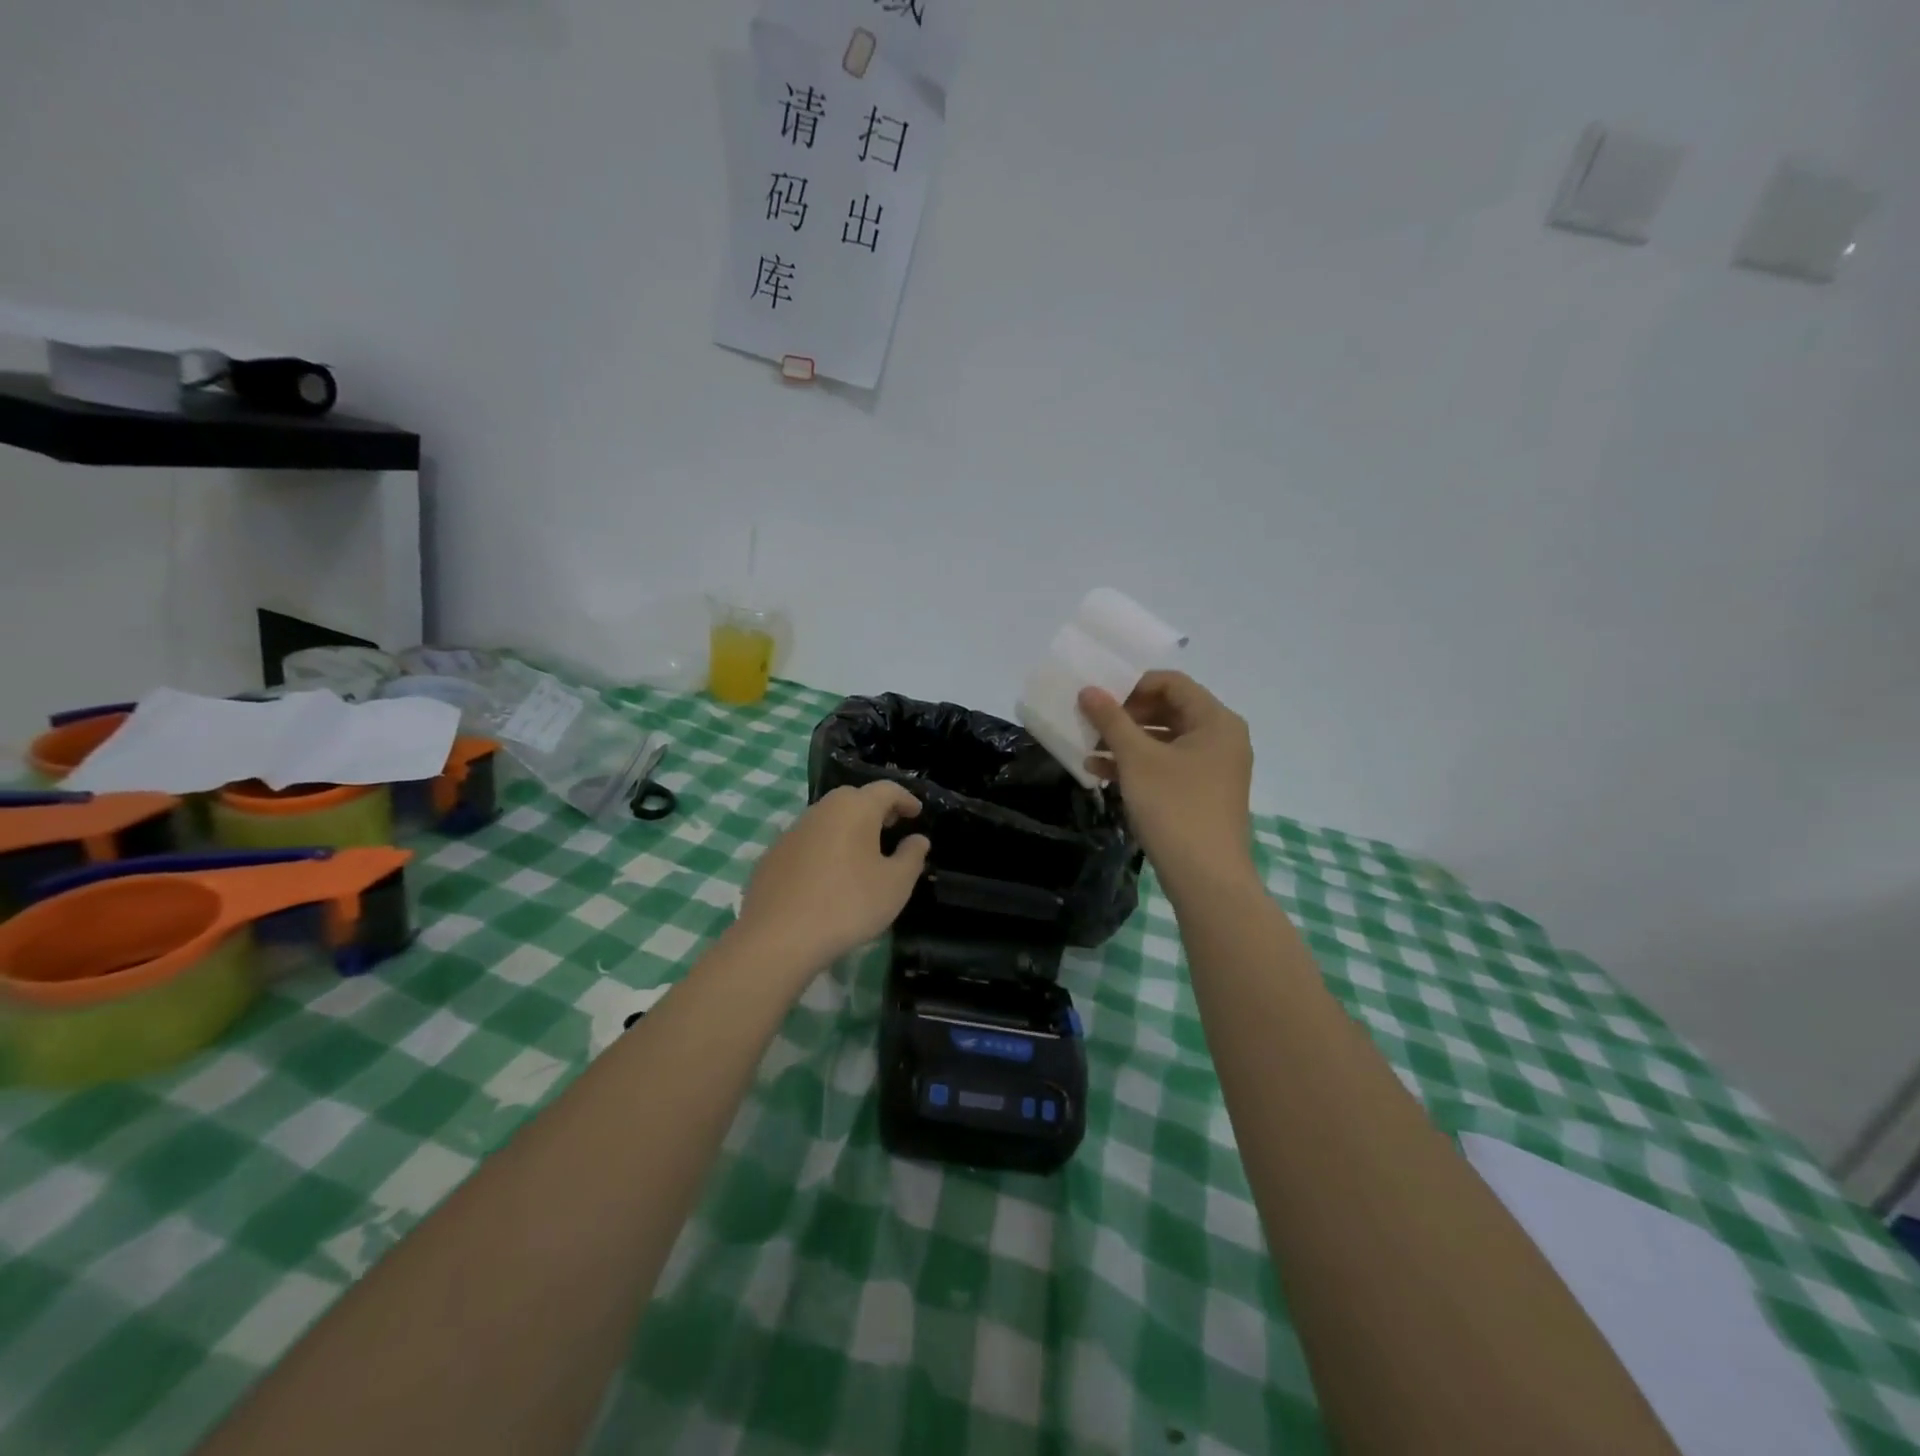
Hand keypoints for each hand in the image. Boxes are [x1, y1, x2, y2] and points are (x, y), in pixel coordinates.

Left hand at [736, 782, 930, 972]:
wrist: (778, 937)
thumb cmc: (848, 904)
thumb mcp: (895, 884)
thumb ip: (912, 856)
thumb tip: (918, 839)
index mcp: (854, 808)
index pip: (886, 789)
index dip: (905, 799)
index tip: (917, 813)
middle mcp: (821, 810)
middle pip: (853, 799)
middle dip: (875, 810)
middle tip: (891, 828)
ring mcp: (792, 831)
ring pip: (827, 819)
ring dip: (847, 828)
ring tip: (862, 853)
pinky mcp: (772, 855)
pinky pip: (807, 842)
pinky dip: (824, 848)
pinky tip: (828, 876)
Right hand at [1079, 671, 1255, 888]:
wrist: (1206, 878)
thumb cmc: (1174, 807)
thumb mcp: (1137, 759)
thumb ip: (1112, 720)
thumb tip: (1088, 690)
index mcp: (1216, 721)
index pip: (1172, 682)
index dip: (1133, 684)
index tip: (1099, 699)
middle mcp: (1221, 738)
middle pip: (1169, 709)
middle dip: (1126, 715)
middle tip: (1091, 722)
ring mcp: (1214, 768)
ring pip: (1165, 740)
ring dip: (1126, 742)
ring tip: (1089, 749)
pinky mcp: (1202, 793)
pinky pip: (1167, 766)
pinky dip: (1137, 765)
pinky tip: (1101, 774)